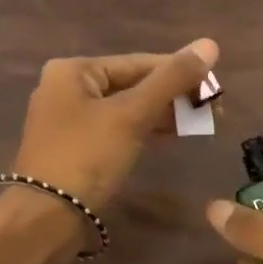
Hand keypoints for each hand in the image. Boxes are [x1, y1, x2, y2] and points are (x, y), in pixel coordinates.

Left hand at [11, 39, 218, 209]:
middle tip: (213, 110)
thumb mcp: (132, 115)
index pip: (138, 62)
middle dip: (173, 96)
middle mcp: (66, 88)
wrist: (46, 218)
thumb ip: (171, 79)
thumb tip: (210, 44)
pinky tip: (171, 137)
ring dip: (162, 114)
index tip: (216, 87)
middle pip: (131, 84)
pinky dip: (143, 130)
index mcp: (73, 70)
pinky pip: (116, 129)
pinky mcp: (74, 148)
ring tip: (200, 124)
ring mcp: (68, 120)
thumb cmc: (87, 157)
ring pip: (125, 108)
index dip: (180, 72)